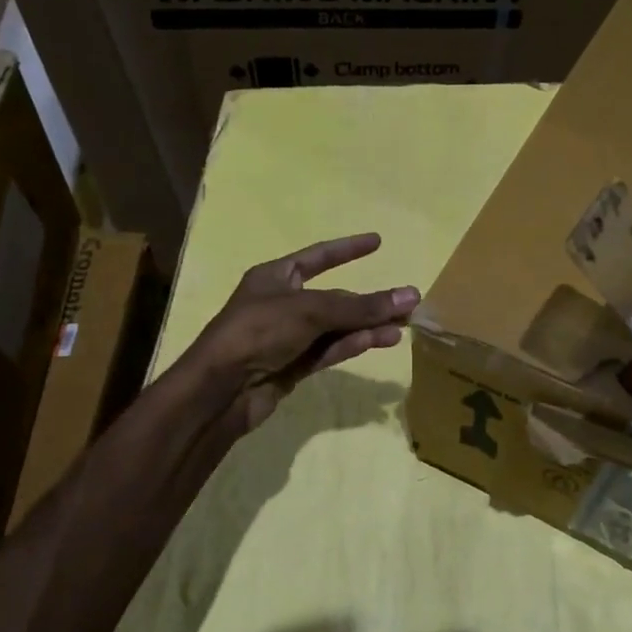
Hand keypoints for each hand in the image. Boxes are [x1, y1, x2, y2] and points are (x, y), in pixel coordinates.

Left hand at [179, 233, 418, 433]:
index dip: (347, 249)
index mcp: (275, 277)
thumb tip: (411, 294)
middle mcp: (282, 303)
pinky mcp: (293, 366)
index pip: (318, 256)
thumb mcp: (311, 311)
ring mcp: (288, 337)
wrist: (221, 390)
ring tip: (403, 325)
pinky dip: (354, 344)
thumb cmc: (258, 332)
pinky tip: (382, 340)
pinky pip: (330, 349)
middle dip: (368, 300)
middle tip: (407, 302)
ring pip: (336, 327)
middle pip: (334, 298)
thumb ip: (362, 306)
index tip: (377, 241)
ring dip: (367, 325)